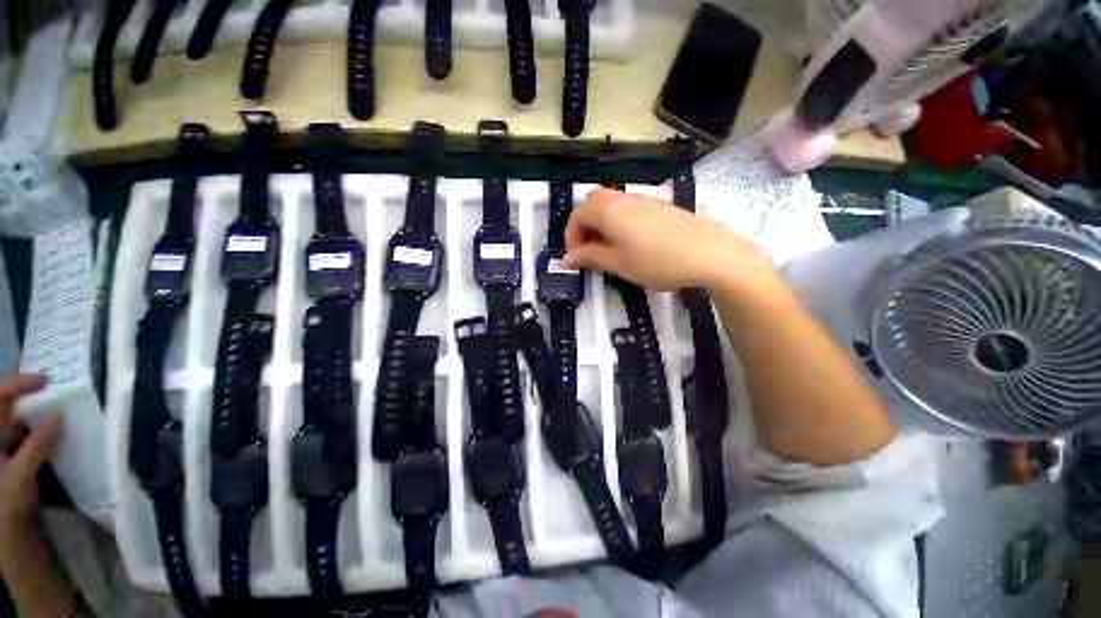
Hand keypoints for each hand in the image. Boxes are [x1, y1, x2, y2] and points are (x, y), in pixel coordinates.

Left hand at [0, 374, 61, 538]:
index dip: (19, 384)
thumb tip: (60, 413)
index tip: (46, 380)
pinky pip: (30, 438)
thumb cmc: (6, 502)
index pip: (0, 397)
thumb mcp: (20, 475)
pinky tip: (58, 434)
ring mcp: (6, 449)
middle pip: (10, 408)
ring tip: (63, 413)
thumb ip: (38, 444)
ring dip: (40, 416)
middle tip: (58, 395)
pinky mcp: (17, 459)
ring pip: (22, 423)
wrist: (9, 534)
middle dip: (32, 399)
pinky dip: (44, 433)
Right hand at [564, 188, 764, 290]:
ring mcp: (643, 200)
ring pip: (611, 204)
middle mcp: (623, 198)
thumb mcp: (619, 263)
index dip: (571, 235)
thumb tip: (568, 257)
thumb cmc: (657, 261)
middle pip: (592, 202)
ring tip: (608, 249)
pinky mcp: (659, 206)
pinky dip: (618, 222)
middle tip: (589, 249)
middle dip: (584, 225)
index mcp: (609, 210)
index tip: (576, 257)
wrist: (710, 253)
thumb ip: (590, 257)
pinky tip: (630, 242)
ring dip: (601, 223)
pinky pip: (628, 208)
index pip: (578, 214)